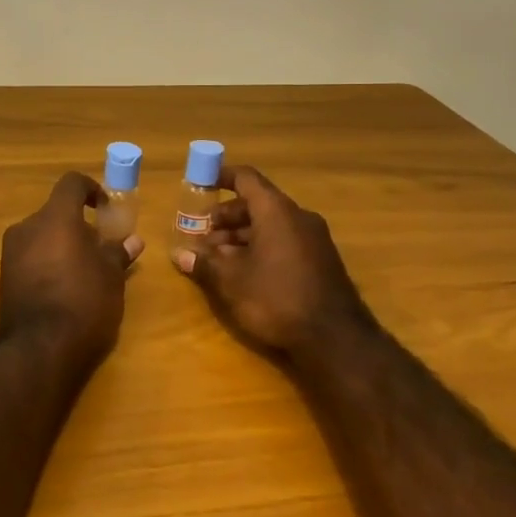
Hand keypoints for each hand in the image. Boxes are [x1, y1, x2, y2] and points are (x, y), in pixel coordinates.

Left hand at [0, 173, 144, 370]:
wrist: (38, 351)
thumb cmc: (83, 303)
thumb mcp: (111, 278)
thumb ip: (118, 253)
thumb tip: (132, 240)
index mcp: (55, 218)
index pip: (71, 183)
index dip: (92, 190)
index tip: (106, 209)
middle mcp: (27, 228)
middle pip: (55, 213)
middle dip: (78, 226)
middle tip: (100, 249)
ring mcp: (10, 253)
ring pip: (41, 236)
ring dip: (62, 245)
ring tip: (85, 273)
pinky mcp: (4, 278)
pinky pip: (30, 258)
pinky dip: (47, 263)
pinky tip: (64, 290)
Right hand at [173, 165, 376, 359]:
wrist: (335, 339)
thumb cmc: (276, 298)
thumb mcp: (231, 281)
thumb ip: (204, 263)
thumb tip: (180, 254)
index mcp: (276, 211)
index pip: (246, 179)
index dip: (221, 177)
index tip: (201, 184)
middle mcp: (298, 217)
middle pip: (256, 204)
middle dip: (226, 218)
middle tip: (202, 236)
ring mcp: (314, 240)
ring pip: (270, 226)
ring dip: (241, 237)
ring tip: (217, 259)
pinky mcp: (321, 262)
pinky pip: (284, 242)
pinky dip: (261, 248)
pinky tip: (244, 273)